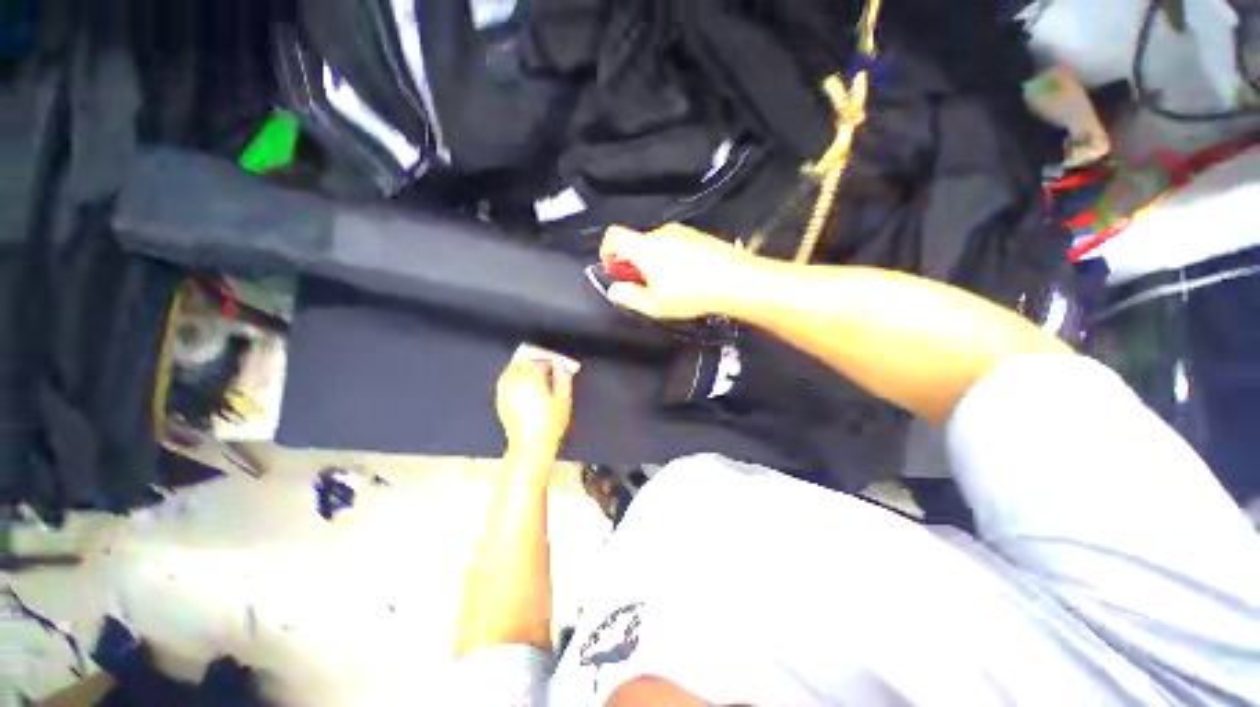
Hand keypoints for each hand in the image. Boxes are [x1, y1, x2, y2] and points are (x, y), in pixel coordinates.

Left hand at [496, 344, 579, 468]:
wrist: (531, 445)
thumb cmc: (549, 425)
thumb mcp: (564, 400)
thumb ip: (563, 378)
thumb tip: (561, 365)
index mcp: (531, 379)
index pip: (539, 358)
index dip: (551, 358)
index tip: (560, 363)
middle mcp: (515, 382)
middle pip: (523, 359)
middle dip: (537, 358)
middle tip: (549, 364)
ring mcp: (505, 390)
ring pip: (512, 367)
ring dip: (525, 365)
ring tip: (538, 372)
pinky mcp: (501, 399)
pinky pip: (505, 379)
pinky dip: (515, 375)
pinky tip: (525, 382)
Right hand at [599, 224, 755, 319]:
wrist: (736, 280)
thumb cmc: (693, 294)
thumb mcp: (655, 305)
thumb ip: (628, 297)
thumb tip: (615, 289)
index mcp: (645, 248)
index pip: (613, 236)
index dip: (606, 252)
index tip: (613, 269)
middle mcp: (661, 233)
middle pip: (636, 243)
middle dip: (634, 264)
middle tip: (645, 286)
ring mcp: (682, 232)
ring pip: (656, 245)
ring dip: (653, 262)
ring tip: (670, 285)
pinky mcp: (697, 235)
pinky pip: (675, 244)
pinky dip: (671, 258)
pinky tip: (686, 277)